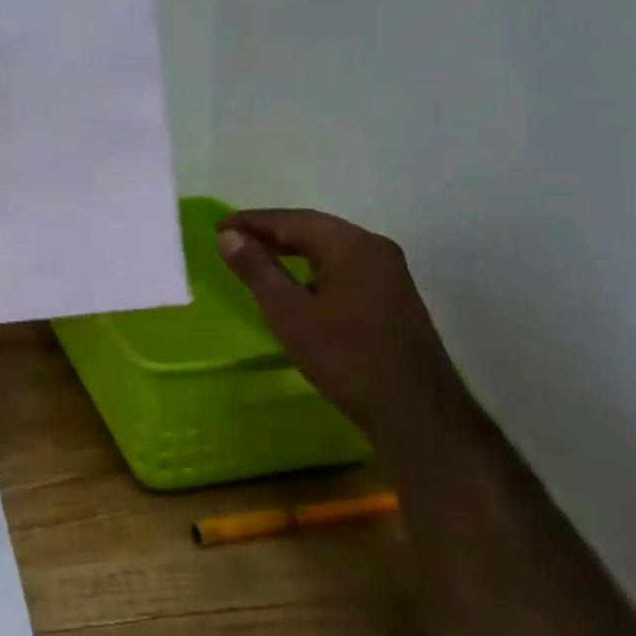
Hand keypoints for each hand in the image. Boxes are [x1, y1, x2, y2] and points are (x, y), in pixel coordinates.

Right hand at [217, 209, 465, 441]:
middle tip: (231, 238)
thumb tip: (229, 236)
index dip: (252, 222)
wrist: (417, 414)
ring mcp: (388, 272)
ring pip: (330, 248)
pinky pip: (344, 266)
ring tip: (255, 255)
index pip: (292, 220)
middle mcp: (374, 248)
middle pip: (314, 229)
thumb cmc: (347, 360)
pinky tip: (295, 282)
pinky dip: (312, 266)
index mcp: (351, 246)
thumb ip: (257, 270)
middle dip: (271, 231)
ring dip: (291, 248)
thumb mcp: (290, 314)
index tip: (218, 227)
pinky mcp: (392, 296)